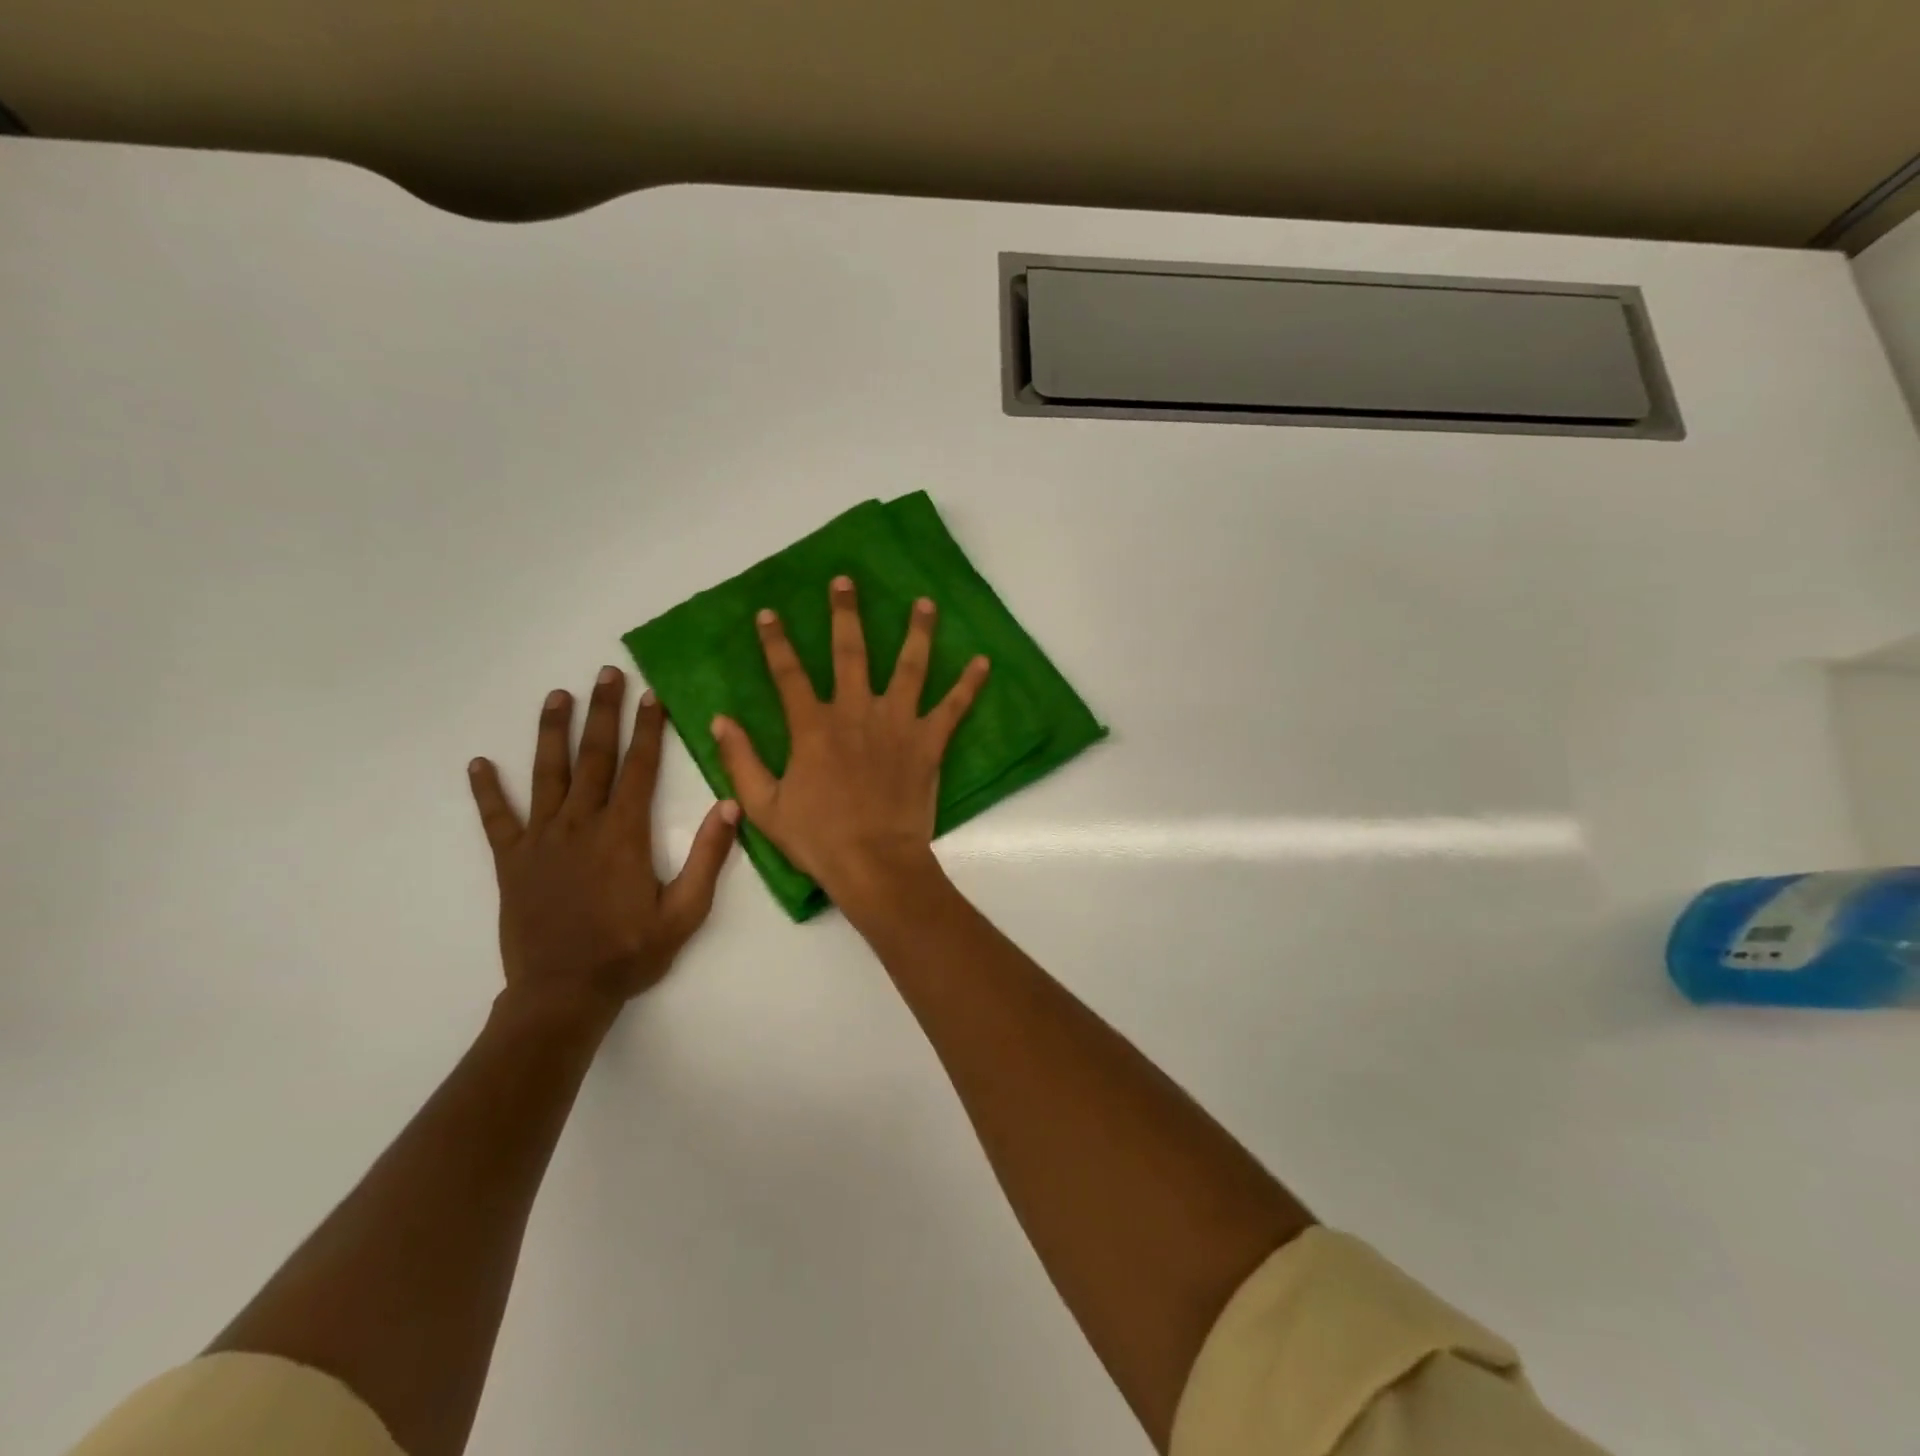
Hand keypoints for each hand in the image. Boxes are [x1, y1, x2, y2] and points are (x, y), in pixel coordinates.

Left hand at [468, 667, 738, 1020]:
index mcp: (624, 834)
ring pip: (546, 775)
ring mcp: (541, 841)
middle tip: (606, 673)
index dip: (648, 729)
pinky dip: (487, 791)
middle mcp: (580, 825)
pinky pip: (497, 819)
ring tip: (556, 696)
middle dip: (603, 712)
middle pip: (593, 757)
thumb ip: (709, 857)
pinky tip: (478, 764)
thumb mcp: (686, 912)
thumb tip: (730, 805)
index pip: (639, 768)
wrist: (563, 993)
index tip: (651, 696)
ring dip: (552, 732)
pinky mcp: (512, 862)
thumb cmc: (630, 952)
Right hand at [711, 575, 988, 915]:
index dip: (776, 642)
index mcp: (813, 727)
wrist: (874, 863)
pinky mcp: (928, 743)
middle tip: (846, 581)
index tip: (768, 613)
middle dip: (846, 614)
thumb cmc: (818, 838)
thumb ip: (741, 760)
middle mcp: (856, 713)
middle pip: (851, 652)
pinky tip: (984, 661)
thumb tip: (719, 720)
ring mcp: (897, 724)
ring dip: (918, 632)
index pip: (788, 674)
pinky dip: (969, 685)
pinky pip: (953, 708)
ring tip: (925, 602)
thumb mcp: (764, 806)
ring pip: (909, 667)